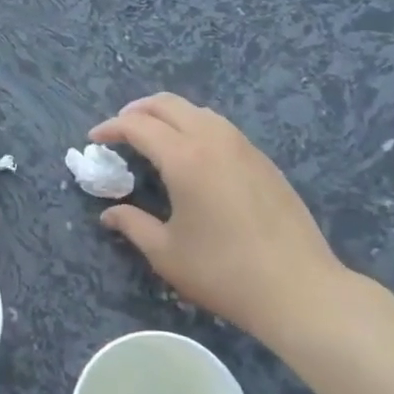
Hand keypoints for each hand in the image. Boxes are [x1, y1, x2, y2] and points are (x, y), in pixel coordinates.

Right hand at [91, 94, 347, 345]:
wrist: (299, 290)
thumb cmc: (224, 272)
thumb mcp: (166, 253)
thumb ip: (133, 225)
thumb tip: (109, 214)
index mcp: (185, 157)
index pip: (138, 126)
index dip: (111, 128)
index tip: (94, 139)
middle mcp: (214, 140)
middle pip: (169, 104)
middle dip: (137, 110)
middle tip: (120, 129)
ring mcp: (244, 148)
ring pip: (198, 111)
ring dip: (169, 115)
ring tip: (154, 137)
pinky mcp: (264, 162)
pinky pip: (221, 127)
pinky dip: (196, 127)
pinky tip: (193, 154)